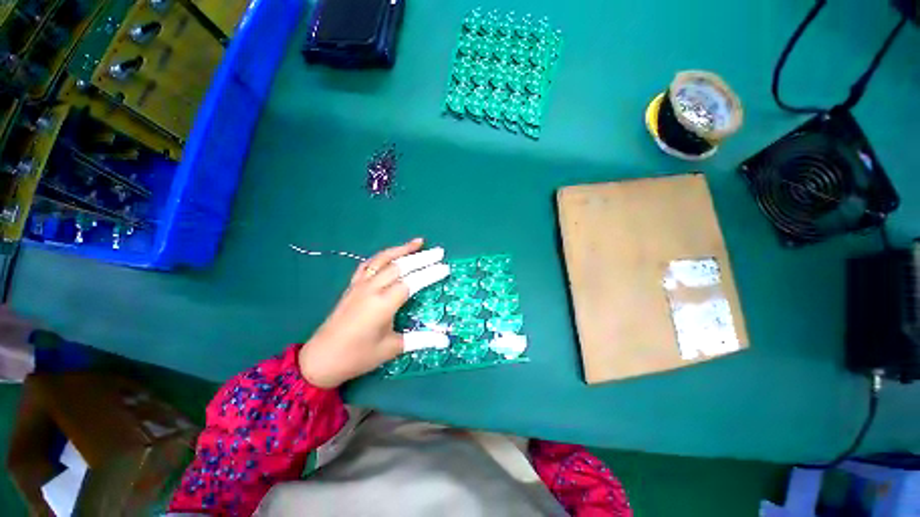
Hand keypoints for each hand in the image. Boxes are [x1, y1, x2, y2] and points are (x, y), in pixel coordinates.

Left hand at [298, 238, 450, 387]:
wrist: (321, 359)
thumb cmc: (358, 356)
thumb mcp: (392, 349)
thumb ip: (421, 340)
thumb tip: (446, 341)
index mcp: (383, 304)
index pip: (412, 282)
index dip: (430, 274)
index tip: (445, 267)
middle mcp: (372, 288)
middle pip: (400, 266)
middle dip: (422, 257)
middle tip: (439, 251)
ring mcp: (360, 284)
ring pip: (383, 260)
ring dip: (402, 249)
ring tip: (418, 242)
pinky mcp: (352, 285)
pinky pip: (368, 264)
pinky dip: (383, 256)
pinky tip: (391, 254)